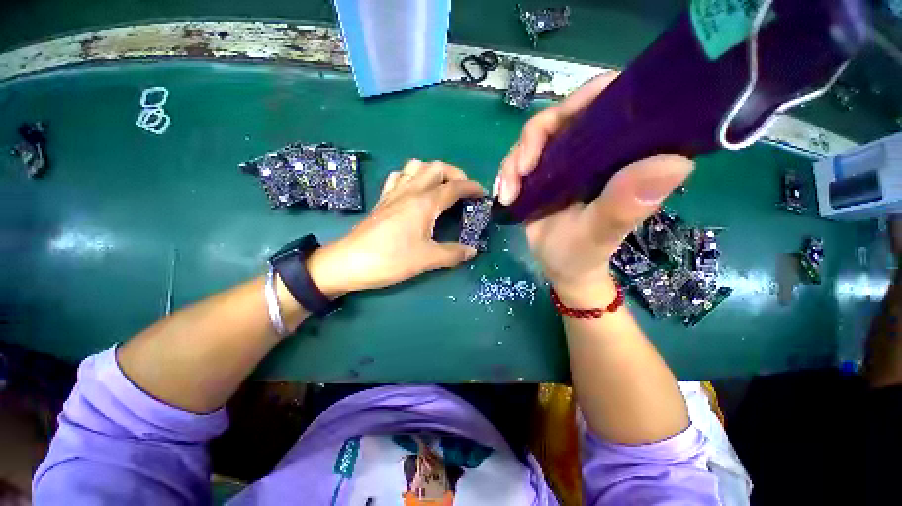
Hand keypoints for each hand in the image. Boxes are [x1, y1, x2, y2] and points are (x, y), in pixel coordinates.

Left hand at [308, 160, 484, 296]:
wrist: (350, 262)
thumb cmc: (391, 259)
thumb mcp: (427, 259)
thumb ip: (453, 254)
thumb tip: (471, 251)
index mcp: (425, 202)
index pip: (454, 187)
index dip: (471, 187)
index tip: (481, 193)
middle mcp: (411, 191)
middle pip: (436, 167)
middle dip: (454, 174)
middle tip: (462, 190)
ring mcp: (394, 193)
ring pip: (416, 167)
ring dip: (432, 171)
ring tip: (440, 187)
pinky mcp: (383, 199)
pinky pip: (399, 177)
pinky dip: (411, 177)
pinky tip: (413, 191)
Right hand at [495, 72, 693, 304]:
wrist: (559, 267)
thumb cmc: (584, 254)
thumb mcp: (600, 233)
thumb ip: (626, 205)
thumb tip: (676, 162)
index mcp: (619, 156)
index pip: (612, 102)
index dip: (588, 97)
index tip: (563, 120)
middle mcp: (592, 150)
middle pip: (562, 116)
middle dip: (534, 138)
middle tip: (522, 170)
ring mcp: (563, 161)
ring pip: (534, 138)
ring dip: (514, 161)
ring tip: (508, 193)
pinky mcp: (541, 174)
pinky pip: (518, 159)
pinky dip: (506, 173)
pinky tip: (503, 194)